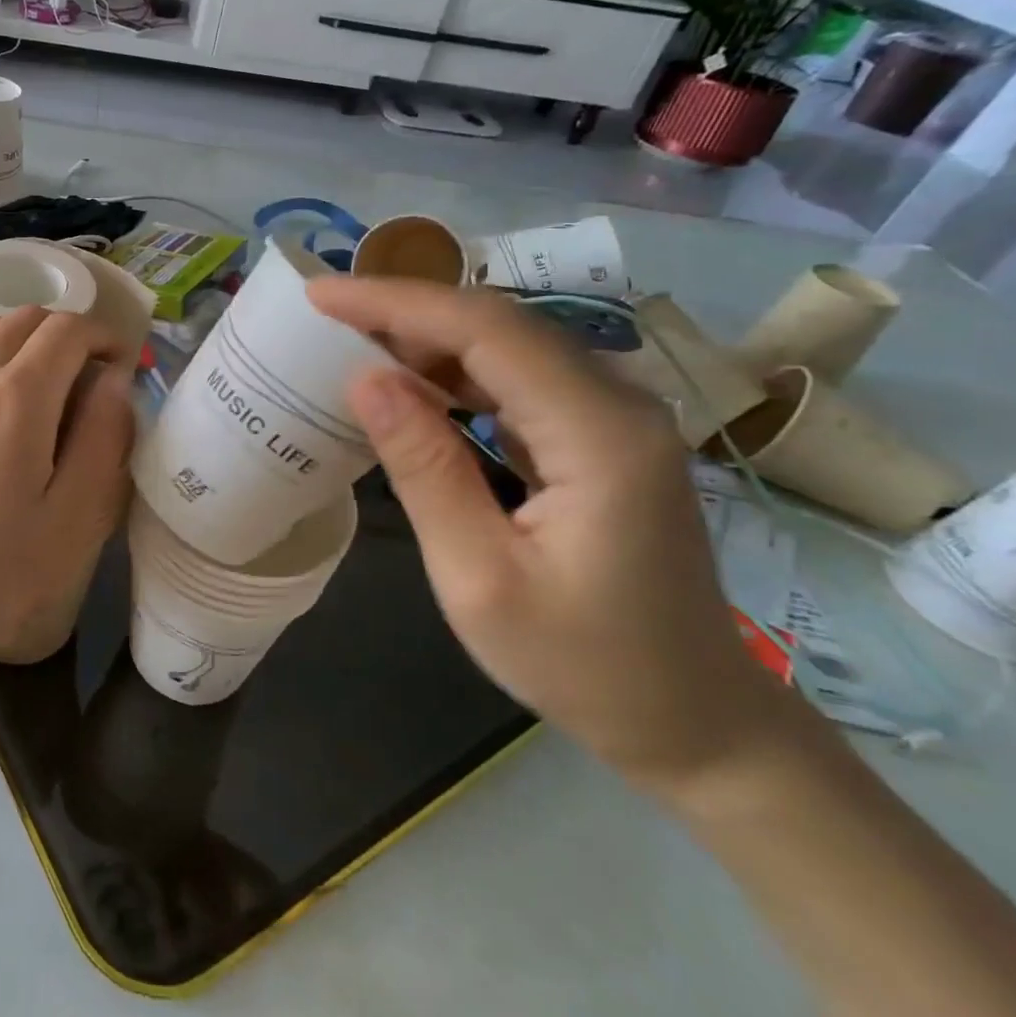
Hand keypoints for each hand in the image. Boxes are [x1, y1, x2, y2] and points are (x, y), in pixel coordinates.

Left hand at [0, 309, 134, 665]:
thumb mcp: (73, 519)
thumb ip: (103, 438)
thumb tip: (114, 379)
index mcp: (18, 396)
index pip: (68, 329)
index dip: (103, 335)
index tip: (119, 363)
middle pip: (24, 318)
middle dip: (64, 333)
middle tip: (83, 374)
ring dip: (18, 338)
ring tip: (33, 380)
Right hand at [309, 277, 785, 797]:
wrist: (696, 722)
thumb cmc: (583, 666)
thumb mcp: (478, 579)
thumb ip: (424, 469)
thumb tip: (367, 379)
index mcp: (598, 436)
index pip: (486, 331)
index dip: (397, 302)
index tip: (319, 294)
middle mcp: (619, 405)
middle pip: (500, 324)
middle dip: (405, 309)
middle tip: (323, 315)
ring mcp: (616, 418)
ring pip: (509, 344)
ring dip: (427, 336)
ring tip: (351, 342)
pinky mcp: (602, 436)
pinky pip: (520, 378)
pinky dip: (455, 369)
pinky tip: (412, 383)